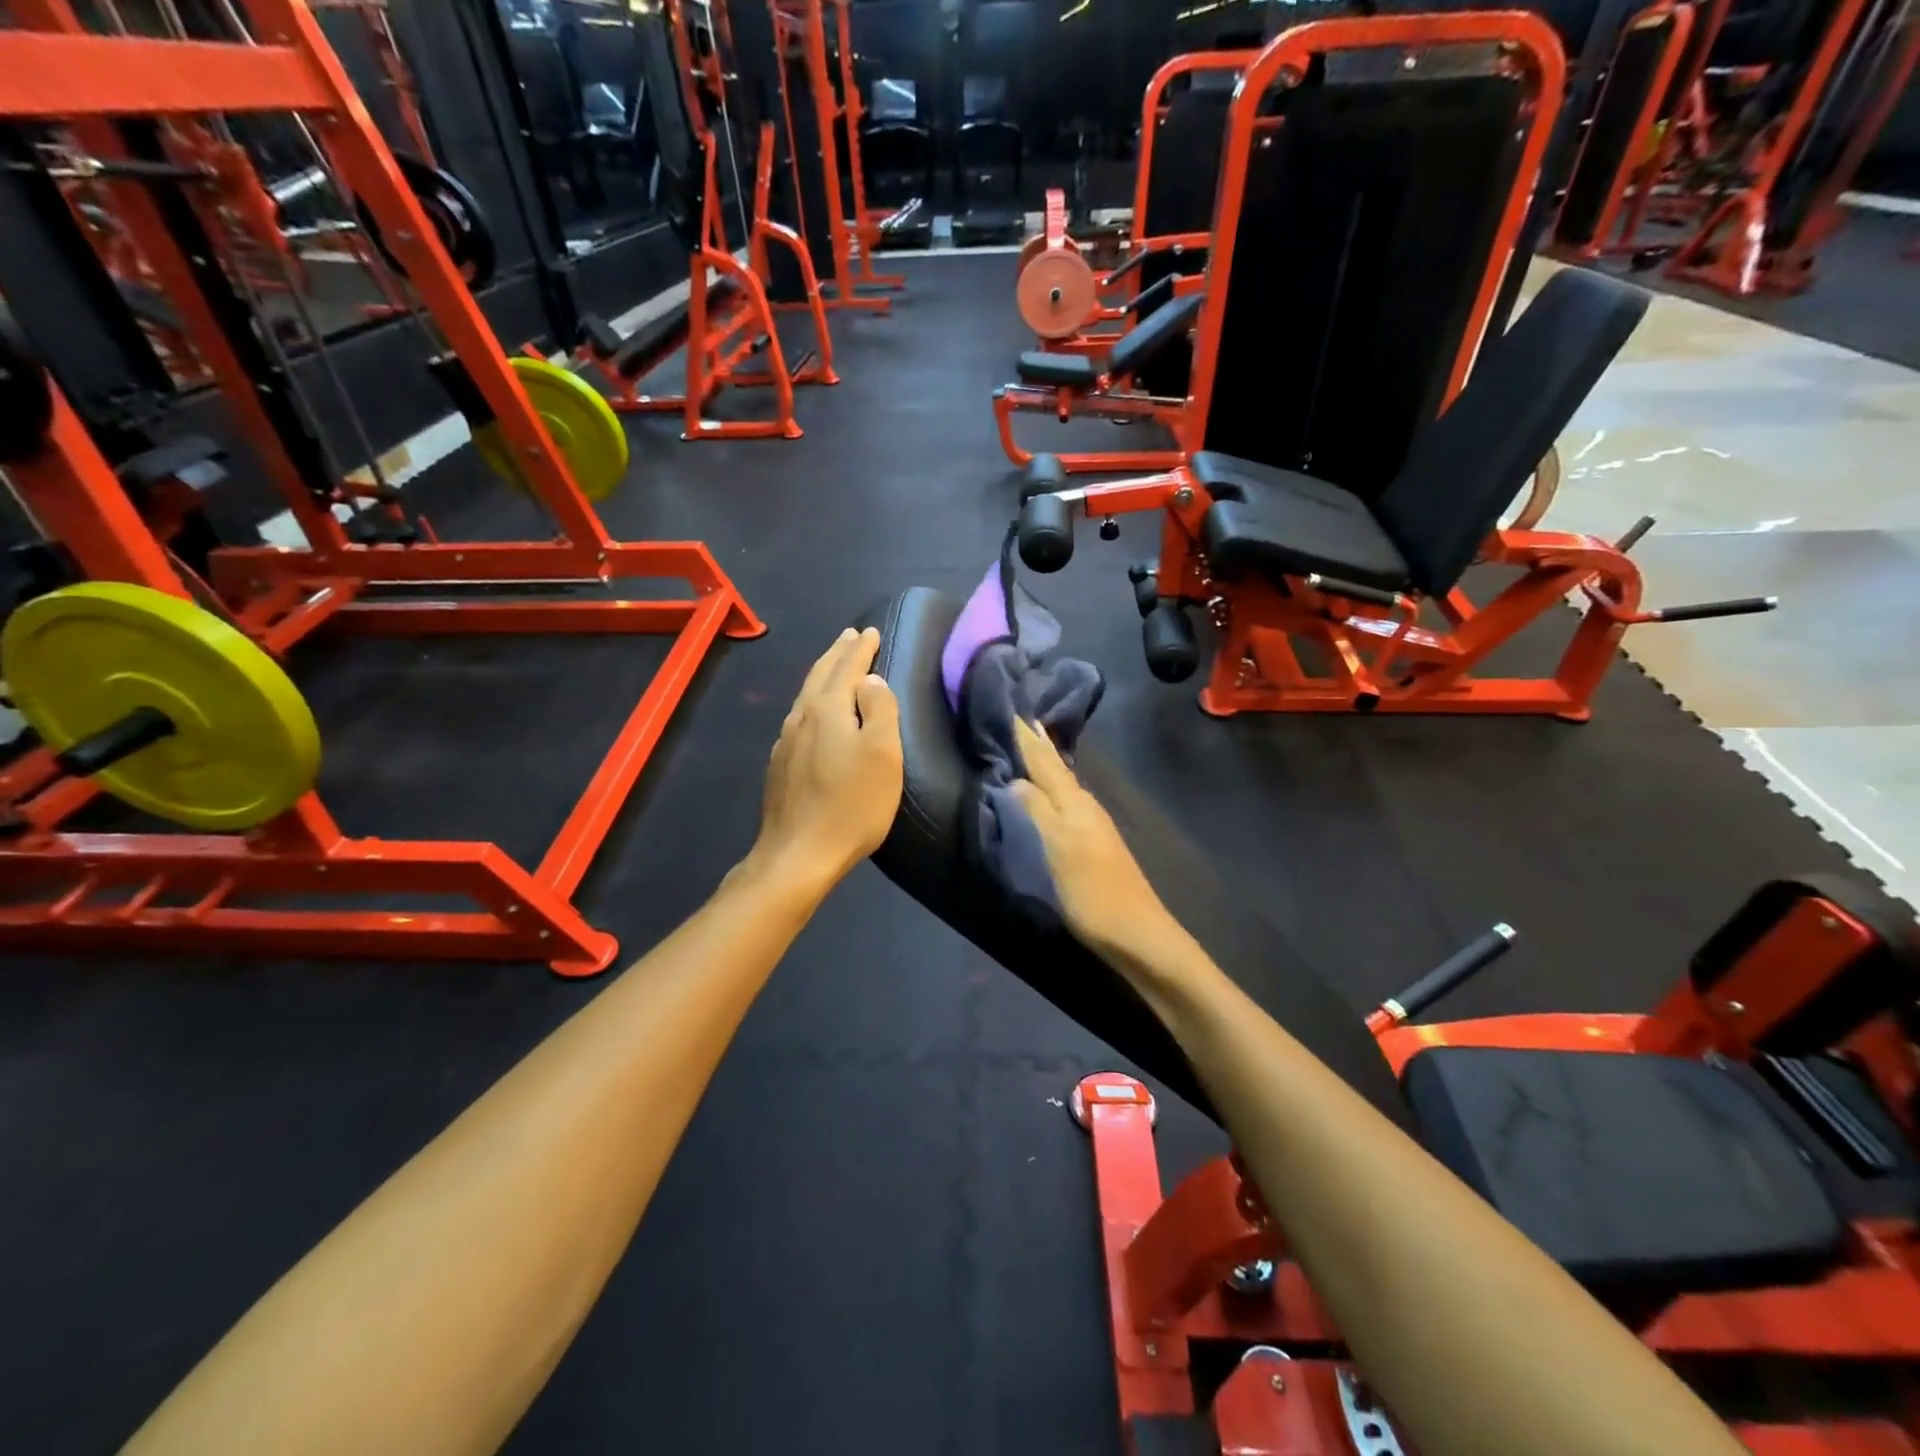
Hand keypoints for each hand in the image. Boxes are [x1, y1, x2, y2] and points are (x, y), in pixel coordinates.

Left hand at [751, 627, 903, 890]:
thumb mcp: (883, 755)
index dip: (861, 648)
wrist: (798, 854)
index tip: (870, 631)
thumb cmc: (851, 804)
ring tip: (834, 665)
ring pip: (806, 695)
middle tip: (850, 636)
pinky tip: (813, 712)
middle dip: (838, 653)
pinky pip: (799, 718)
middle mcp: (801, 717)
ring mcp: (786, 741)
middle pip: (820, 675)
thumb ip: (881, 710)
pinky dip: (812, 701)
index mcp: (827, 708)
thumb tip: (871, 680)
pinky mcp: (780, 765)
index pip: (847, 667)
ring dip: (823, 674)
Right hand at [1010, 718, 1181, 960]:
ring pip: (1062, 782)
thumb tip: (1014, 779)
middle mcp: (1085, 805)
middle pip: (1056, 767)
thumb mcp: (1058, 849)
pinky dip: (1051, 787)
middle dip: (1036, 743)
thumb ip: (1036, 810)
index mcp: (1074, 801)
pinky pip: (1065, 800)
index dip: (1026, 737)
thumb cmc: (1092, 892)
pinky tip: (1047, 790)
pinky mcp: (1093, 842)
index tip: (1011, 708)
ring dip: (1044, 763)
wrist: (1137, 933)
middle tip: (1019, 717)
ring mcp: (1092, 824)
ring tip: (1028, 744)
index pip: (1044, 760)